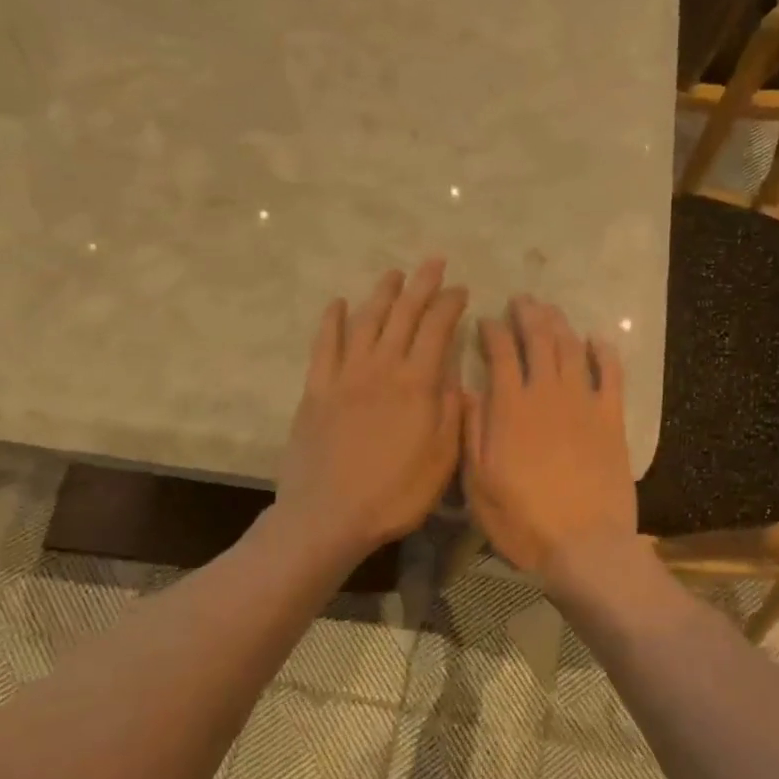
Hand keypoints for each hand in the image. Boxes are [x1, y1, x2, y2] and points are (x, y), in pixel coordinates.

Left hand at [276, 260, 468, 565]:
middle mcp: (381, 367)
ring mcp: (345, 375)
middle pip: (403, 314)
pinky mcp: (317, 389)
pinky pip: (324, 344)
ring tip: (394, 274)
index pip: (437, 329)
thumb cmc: (396, 494)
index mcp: (417, 383)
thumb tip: (452, 371)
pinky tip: (338, 304)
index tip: (461, 290)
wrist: (329, 516)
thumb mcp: (442, 458)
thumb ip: (450, 409)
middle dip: (421, 285)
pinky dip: (332, 320)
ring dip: (382, 294)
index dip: (450, 304)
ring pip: (366, 321)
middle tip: (433, 262)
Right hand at [462, 297, 639, 591]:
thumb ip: (471, 432)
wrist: (584, 546)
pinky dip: (604, 352)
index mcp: (510, 408)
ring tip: (550, 310)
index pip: (500, 353)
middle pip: (539, 340)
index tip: (486, 320)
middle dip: (528, 315)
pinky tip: (597, 339)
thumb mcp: (478, 483)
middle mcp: (547, 394)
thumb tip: (465, 390)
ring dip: (560, 324)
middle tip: (521, 300)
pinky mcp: (612, 419)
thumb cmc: (522, 520)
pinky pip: (611, 374)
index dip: (492, 331)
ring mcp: (584, 403)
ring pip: (572, 349)